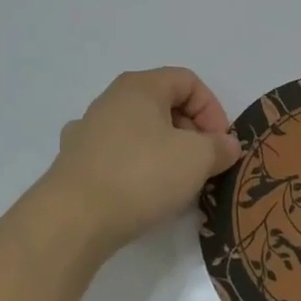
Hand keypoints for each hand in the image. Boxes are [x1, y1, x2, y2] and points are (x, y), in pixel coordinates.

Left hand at [41, 67, 241, 257]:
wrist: (73, 219)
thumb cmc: (141, 175)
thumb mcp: (197, 159)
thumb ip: (219, 147)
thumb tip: (227, 145)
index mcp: (140, 86)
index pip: (188, 81)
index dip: (212, 109)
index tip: (220, 144)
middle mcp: (110, 99)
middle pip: (163, 104)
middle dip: (191, 132)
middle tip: (203, 164)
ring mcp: (88, 130)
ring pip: (139, 131)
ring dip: (165, 151)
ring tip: (176, 183)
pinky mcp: (74, 162)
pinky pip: (117, 155)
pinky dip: (135, 168)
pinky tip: (140, 192)